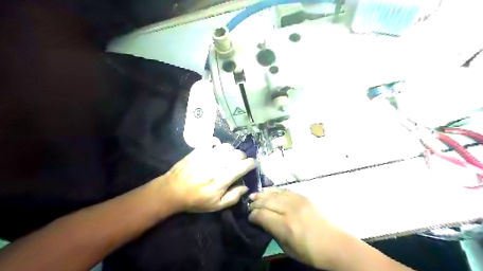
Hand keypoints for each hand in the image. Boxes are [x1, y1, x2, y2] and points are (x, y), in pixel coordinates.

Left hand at [157, 138, 255, 212]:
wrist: (173, 191)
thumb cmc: (196, 200)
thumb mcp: (216, 205)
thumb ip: (233, 197)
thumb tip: (246, 187)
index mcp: (224, 179)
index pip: (244, 166)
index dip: (252, 163)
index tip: (254, 164)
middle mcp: (218, 164)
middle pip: (238, 154)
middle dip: (243, 157)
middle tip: (240, 162)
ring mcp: (208, 155)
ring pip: (227, 146)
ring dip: (231, 151)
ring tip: (228, 157)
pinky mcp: (199, 150)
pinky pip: (213, 141)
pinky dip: (218, 143)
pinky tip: (216, 149)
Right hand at [249, 189, 351, 270]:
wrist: (334, 244)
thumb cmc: (310, 252)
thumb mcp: (287, 248)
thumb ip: (273, 232)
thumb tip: (262, 222)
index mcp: (285, 226)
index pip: (262, 215)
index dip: (253, 215)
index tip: (249, 217)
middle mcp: (290, 210)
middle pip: (266, 201)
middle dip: (255, 203)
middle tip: (248, 205)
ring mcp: (297, 201)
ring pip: (274, 193)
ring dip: (262, 194)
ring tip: (253, 195)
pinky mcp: (303, 197)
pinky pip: (285, 190)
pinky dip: (274, 190)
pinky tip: (268, 191)